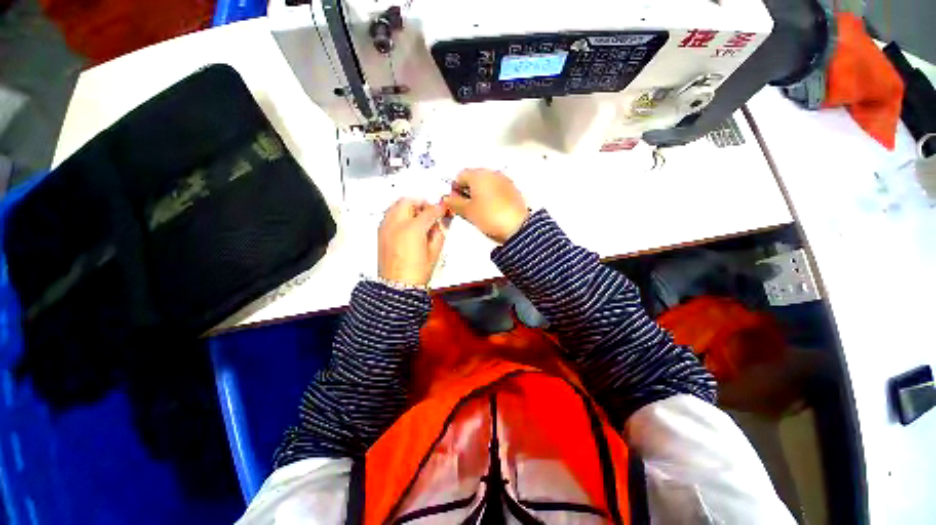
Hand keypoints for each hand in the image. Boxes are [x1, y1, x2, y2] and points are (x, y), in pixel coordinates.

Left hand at [378, 198, 446, 286]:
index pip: (429, 211)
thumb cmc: (415, 273)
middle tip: (429, 209)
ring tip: (418, 215)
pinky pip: (390, 215)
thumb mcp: (434, 253)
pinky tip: (407, 224)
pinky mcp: (381, 233)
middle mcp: (397, 225)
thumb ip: (438, 234)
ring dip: (409, 207)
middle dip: (421, 203)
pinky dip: (399, 214)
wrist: (398, 286)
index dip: (438, 208)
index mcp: (413, 229)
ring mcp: (386, 228)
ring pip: (396, 205)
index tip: (442, 208)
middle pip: (408, 201)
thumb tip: (437, 225)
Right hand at [443, 169, 528, 243]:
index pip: (459, 176)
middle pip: (473, 178)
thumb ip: (453, 203)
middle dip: (467, 191)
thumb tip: (447, 198)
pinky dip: (491, 197)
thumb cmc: (490, 217)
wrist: (517, 227)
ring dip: (479, 194)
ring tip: (479, 211)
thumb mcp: (467, 211)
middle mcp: (492, 173)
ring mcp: (504, 180)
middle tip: (466, 208)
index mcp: (479, 175)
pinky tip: (491, 210)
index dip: (454, 189)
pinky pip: (496, 189)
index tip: (455, 203)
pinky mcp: (513, 190)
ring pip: (485, 184)